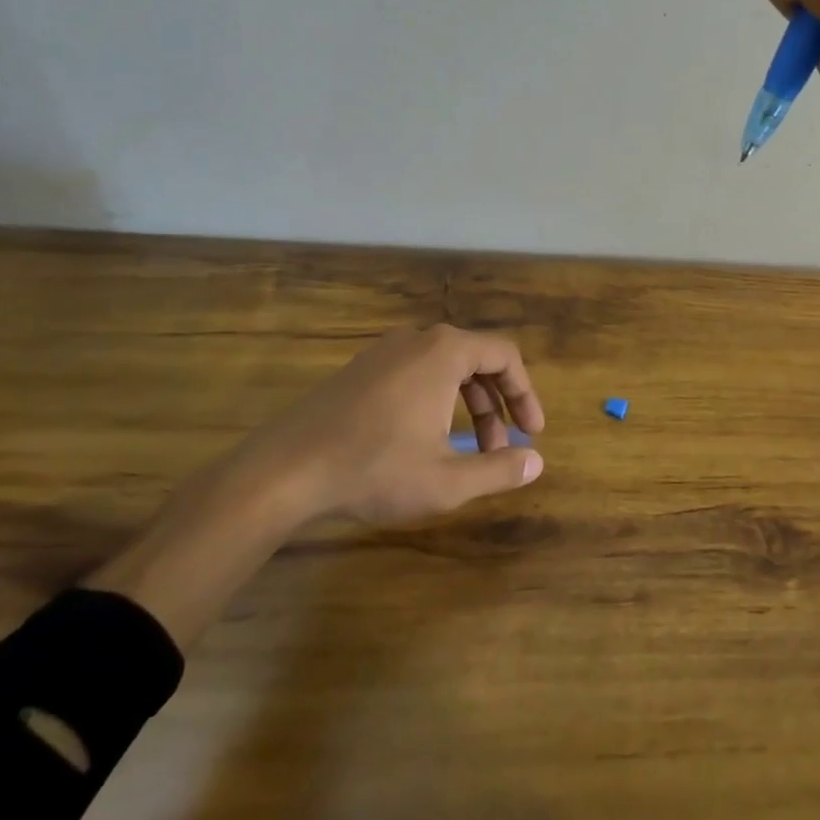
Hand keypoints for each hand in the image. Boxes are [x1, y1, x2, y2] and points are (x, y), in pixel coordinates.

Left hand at [87, 326, 546, 649]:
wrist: (283, 471)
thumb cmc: (375, 469)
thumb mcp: (447, 480)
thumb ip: (499, 469)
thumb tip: (536, 462)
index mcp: (445, 352)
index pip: (505, 356)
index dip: (525, 394)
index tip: (532, 432)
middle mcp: (418, 339)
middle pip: (476, 360)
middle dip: (495, 406)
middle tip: (501, 447)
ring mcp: (384, 351)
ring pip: (444, 369)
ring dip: (466, 406)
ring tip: (466, 450)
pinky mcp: (360, 370)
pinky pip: (415, 374)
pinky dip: (435, 401)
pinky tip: (423, 440)